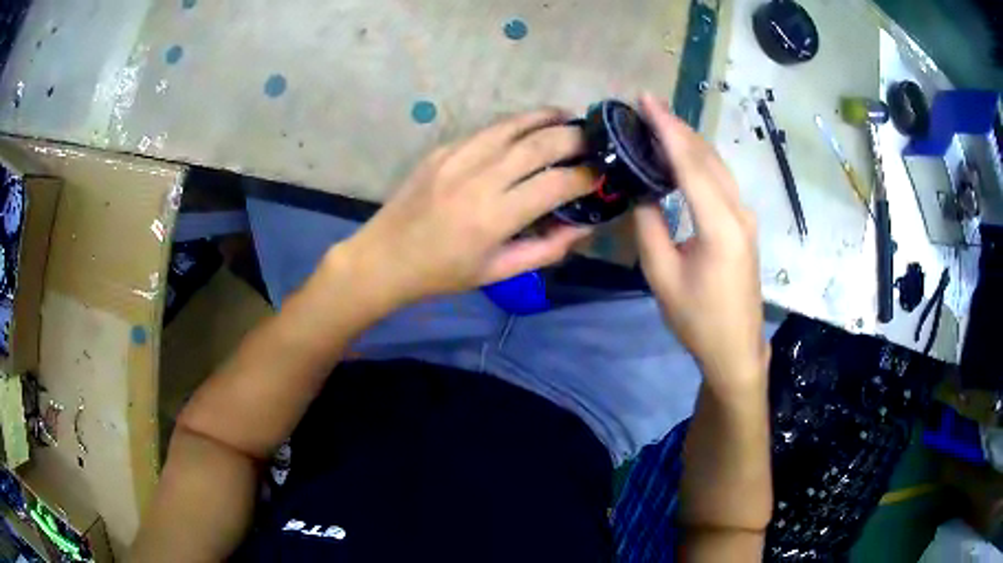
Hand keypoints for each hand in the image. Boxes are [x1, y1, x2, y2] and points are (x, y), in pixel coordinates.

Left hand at [340, 109, 594, 307]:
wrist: (384, 258)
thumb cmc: (442, 273)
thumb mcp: (498, 272)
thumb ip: (546, 249)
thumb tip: (583, 226)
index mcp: (494, 218)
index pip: (555, 184)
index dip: (586, 177)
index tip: (602, 174)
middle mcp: (478, 179)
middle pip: (539, 144)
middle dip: (575, 138)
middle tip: (595, 139)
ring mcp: (456, 158)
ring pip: (512, 125)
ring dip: (546, 117)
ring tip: (568, 117)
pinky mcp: (442, 150)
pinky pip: (487, 130)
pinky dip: (514, 125)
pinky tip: (528, 126)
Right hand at [633, 94, 767, 390]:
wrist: (736, 348)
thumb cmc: (697, 319)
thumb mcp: (662, 276)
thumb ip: (649, 226)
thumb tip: (640, 190)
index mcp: (719, 225)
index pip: (690, 163)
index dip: (666, 128)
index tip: (645, 99)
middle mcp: (738, 211)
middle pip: (707, 157)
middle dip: (677, 127)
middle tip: (646, 106)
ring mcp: (745, 217)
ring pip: (717, 166)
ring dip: (689, 141)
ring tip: (659, 124)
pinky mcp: (744, 224)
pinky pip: (721, 181)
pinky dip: (699, 161)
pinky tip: (682, 157)